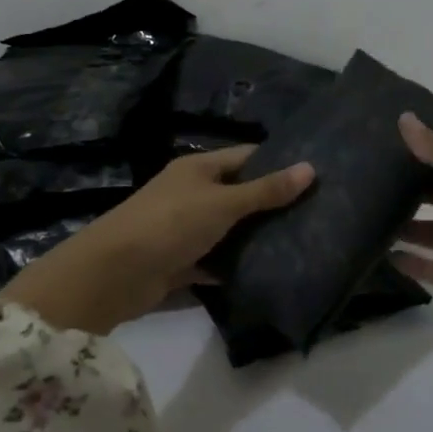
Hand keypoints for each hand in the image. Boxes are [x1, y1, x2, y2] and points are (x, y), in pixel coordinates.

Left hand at [0, 147, 314, 334]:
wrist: (113, 274)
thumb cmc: (170, 224)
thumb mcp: (223, 203)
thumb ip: (266, 190)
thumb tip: (310, 168)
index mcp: (198, 169)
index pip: (246, 157)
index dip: (278, 162)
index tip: (315, 175)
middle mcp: (191, 194)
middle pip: (239, 194)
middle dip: (272, 204)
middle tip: (318, 213)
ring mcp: (184, 230)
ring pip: (228, 230)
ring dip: (255, 238)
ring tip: (303, 243)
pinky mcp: (180, 263)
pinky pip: (215, 262)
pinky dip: (234, 267)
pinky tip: (268, 273)